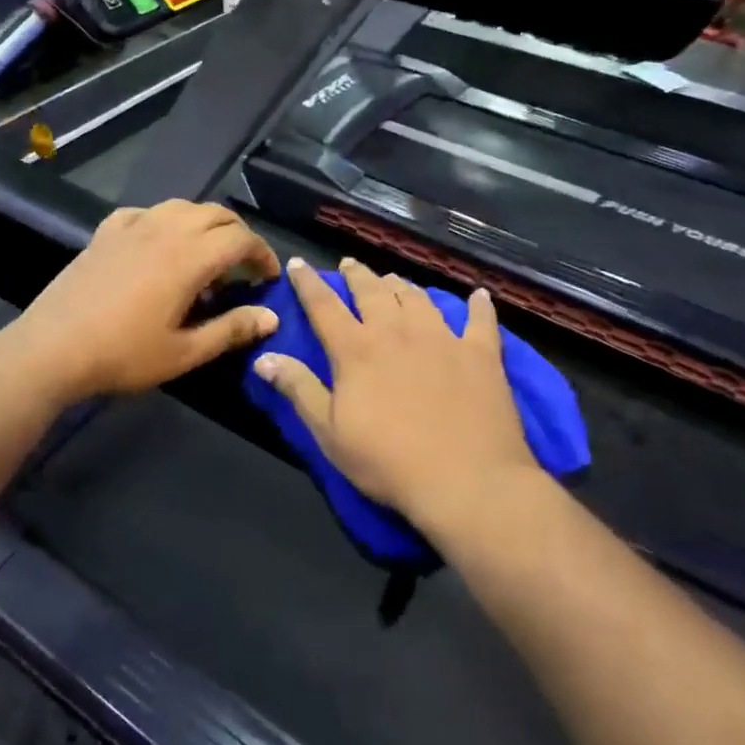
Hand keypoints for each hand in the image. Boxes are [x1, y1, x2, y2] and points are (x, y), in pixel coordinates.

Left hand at [9, 200, 281, 403]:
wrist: (53, 348)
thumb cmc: (123, 354)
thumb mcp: (185, 352)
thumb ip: (231, 329)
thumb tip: (271, 316)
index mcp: (190, 257)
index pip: (241, 240)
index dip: (263, 255)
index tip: (268, 278)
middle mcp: (165, 230)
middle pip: (216, 214)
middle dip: (239, 235)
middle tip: (244, 266)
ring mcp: (132, 227)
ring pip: (182, 206)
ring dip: (204, 223)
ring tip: (206, 253)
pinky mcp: (105, 232)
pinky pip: (144, 212)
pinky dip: (164, 221)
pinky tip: (158, 243)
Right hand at [252, 257, 541, 531]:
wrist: (467, 480)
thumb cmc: (388, 461)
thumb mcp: (329, 433)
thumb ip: (298, 389)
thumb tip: (263, 357)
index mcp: (357, 350)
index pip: (324, 306)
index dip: (308, 283)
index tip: (297, 263)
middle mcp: (398, 332)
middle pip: (373, 292)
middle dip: (357, 275)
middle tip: (349, 264)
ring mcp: (443, 339)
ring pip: (418, 299)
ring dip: (401, 286)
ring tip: (393, 279)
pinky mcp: (481, 354)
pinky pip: (480, 321)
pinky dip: (478, 306)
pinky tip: (479, 296)